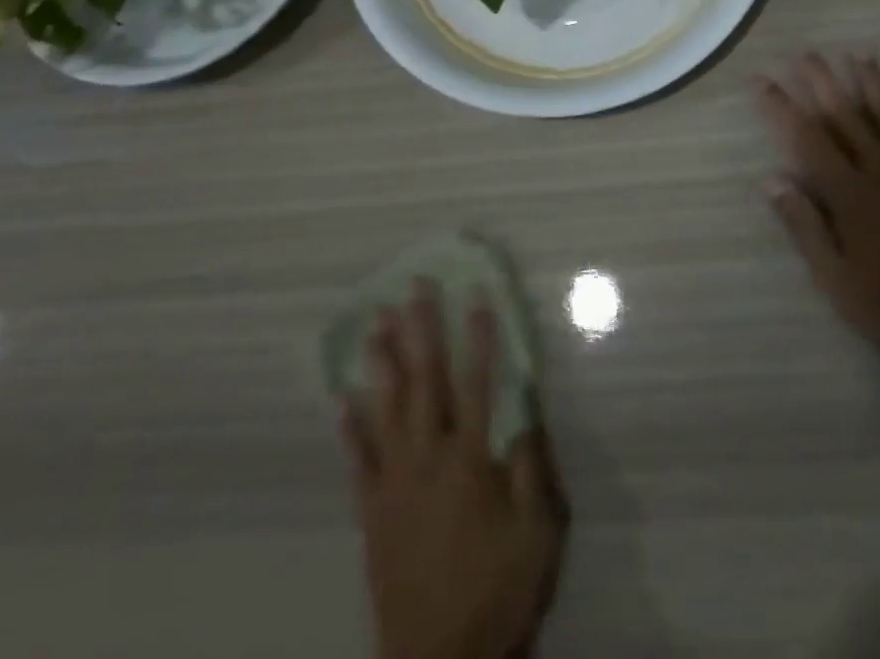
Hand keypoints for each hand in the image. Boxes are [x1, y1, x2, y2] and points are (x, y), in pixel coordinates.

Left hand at [341, 282, 565, 658]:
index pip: (478, 382)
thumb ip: (533, 467)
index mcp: (470, 459)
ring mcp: (394, 482)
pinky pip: (358, 460)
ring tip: (375, 322)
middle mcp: (428, 456)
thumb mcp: (538, 534)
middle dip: (422, 329)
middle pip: (426, 380)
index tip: (476, 295)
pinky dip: (350, 427)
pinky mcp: (372, 511)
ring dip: (383, 361)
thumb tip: (528, 408)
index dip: (480, 337)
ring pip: (387, 407)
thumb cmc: (496, 593)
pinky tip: (342, 398)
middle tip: (413, 286)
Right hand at [758, 53, 879, 406]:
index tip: (762, 80)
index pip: (807, 140)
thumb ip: (805, 226)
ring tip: (860, 55)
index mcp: (851, 196)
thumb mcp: (836, 280)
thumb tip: (772, 179)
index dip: (782, 108)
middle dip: (824, 83)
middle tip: (806, 53)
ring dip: (874, 85)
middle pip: (848, 118)